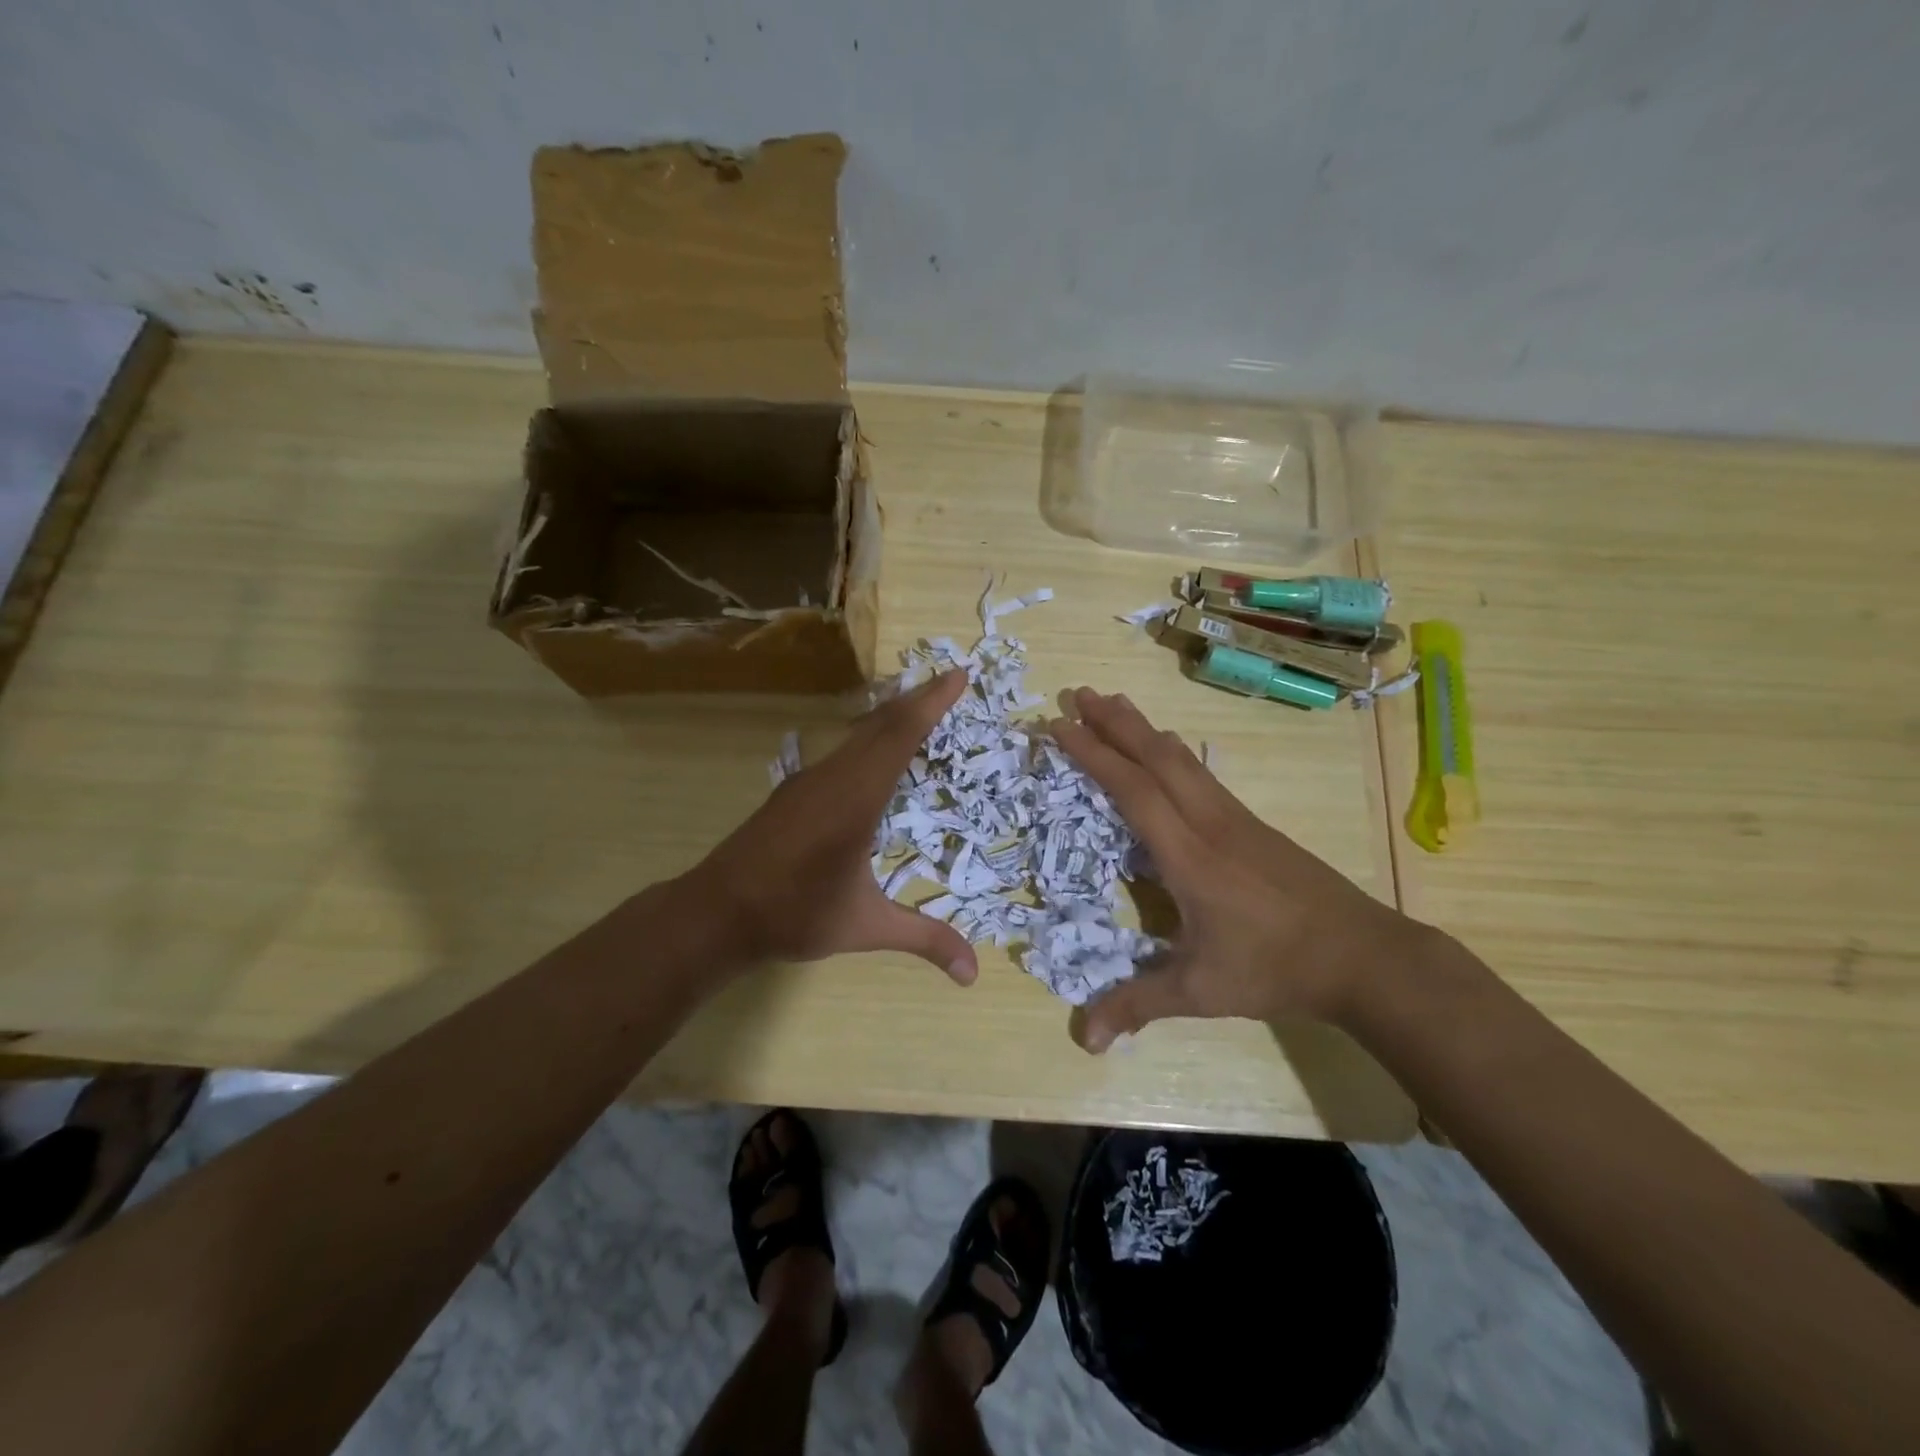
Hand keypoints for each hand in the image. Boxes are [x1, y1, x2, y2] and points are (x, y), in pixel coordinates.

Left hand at [685, 671, 978, 983]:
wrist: (716, 912)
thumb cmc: (794, 914)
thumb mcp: (865, 926)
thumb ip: (923, 939)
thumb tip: (974, 974)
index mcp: (856, 798)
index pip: (900, 736)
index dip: (931, 702)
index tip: (958, 675)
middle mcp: (833, 777)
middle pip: (880, 724)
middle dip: (918, 699)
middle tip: (950, 680)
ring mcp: (808, 780)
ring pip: (857, 733)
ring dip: (891, 715)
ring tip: (920, 705)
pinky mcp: (793, 790)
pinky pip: (842, 749)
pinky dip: (869, 736)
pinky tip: (873, 751)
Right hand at [1048, 687, 1420, 1051]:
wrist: (1362, 955)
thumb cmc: (1274, 968)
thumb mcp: (1201, 991)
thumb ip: (1139, 1005)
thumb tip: (1083, 1041)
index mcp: (1188, 854)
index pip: (1133, 789)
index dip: (1094, 754)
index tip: (1061, 725)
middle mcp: (1208, 821)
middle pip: (1157, 755)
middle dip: (1114, 722)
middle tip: (1079, 692)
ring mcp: (1234, 817)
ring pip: (1181, 758)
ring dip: (1143, 728)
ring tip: (1114, 704)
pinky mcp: (1252, 823)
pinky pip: (1200, 772)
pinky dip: (1170, 750)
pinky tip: (1167, 751)